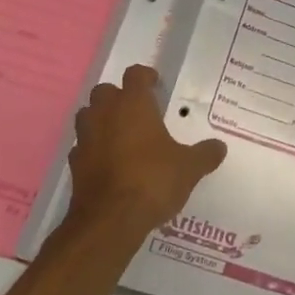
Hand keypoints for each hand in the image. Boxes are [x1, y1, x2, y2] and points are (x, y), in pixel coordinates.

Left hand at [64, 65, 226, 243]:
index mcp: (133, 105)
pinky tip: (108, 162)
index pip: (135, 75)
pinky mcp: (74, 164)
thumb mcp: (189, 168)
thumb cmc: (153, 180)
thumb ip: (205, 154)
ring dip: (101, 119)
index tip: (155, 83)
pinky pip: (83, 146)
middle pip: (104, 91)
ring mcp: (85, 138)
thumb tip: (219, 146)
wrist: (110, 220)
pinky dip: (93, 148)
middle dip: (118, 96)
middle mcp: (105, 114)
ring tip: (121, 134)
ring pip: (88, 115)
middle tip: (137, 111)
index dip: (145, 76)